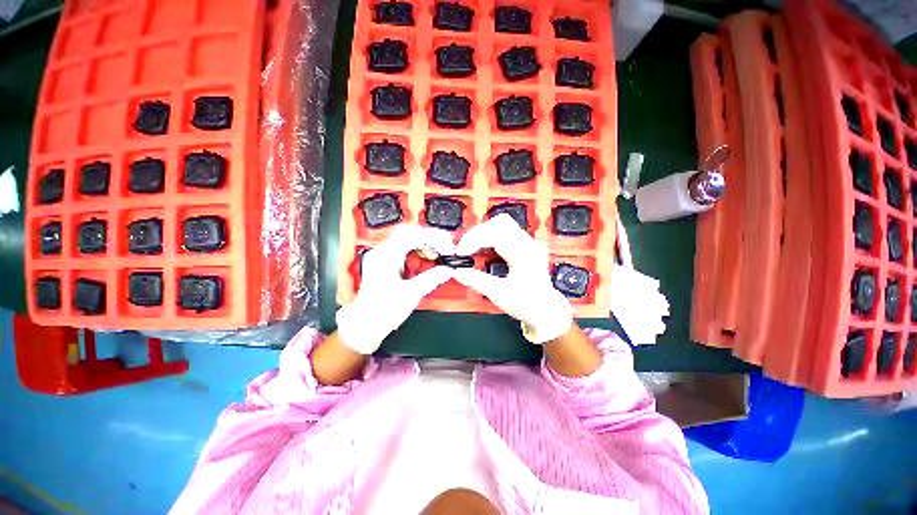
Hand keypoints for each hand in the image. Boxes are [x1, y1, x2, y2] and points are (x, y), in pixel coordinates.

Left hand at [336, 225, 454, 353]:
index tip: (446, 246)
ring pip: (407, 239)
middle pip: (409, 233)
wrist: (365, 323)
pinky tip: (426, 259)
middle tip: (444, 249)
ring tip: (437, 255)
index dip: (433, 237)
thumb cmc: (383, 311)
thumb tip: (447, 270)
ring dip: (425, 244)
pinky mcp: (385, 262)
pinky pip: (404, 248)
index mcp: (386, 257)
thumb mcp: (411, 294)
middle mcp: (382, 252)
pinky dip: (418, 251)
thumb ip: (432, 278)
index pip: (412, 235)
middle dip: (430, 239)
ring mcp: (382, 256)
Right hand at [452, 214, 572, 343]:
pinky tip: (483, 249)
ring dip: (483, 233)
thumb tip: (458, 272)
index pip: (495, 233)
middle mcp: (528, 243)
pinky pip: (505, 232)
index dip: (473, 239)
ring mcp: (528, 243)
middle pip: (499, 223)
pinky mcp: (525, 246)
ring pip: (502, 224)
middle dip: (477, 233)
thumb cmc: (528, 304)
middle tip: (464, 249)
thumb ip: (477, 281)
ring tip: (472, 248)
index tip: (460, 252)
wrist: (546, 311)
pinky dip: (490, 238)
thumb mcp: (500, 294)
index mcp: (524, 253)